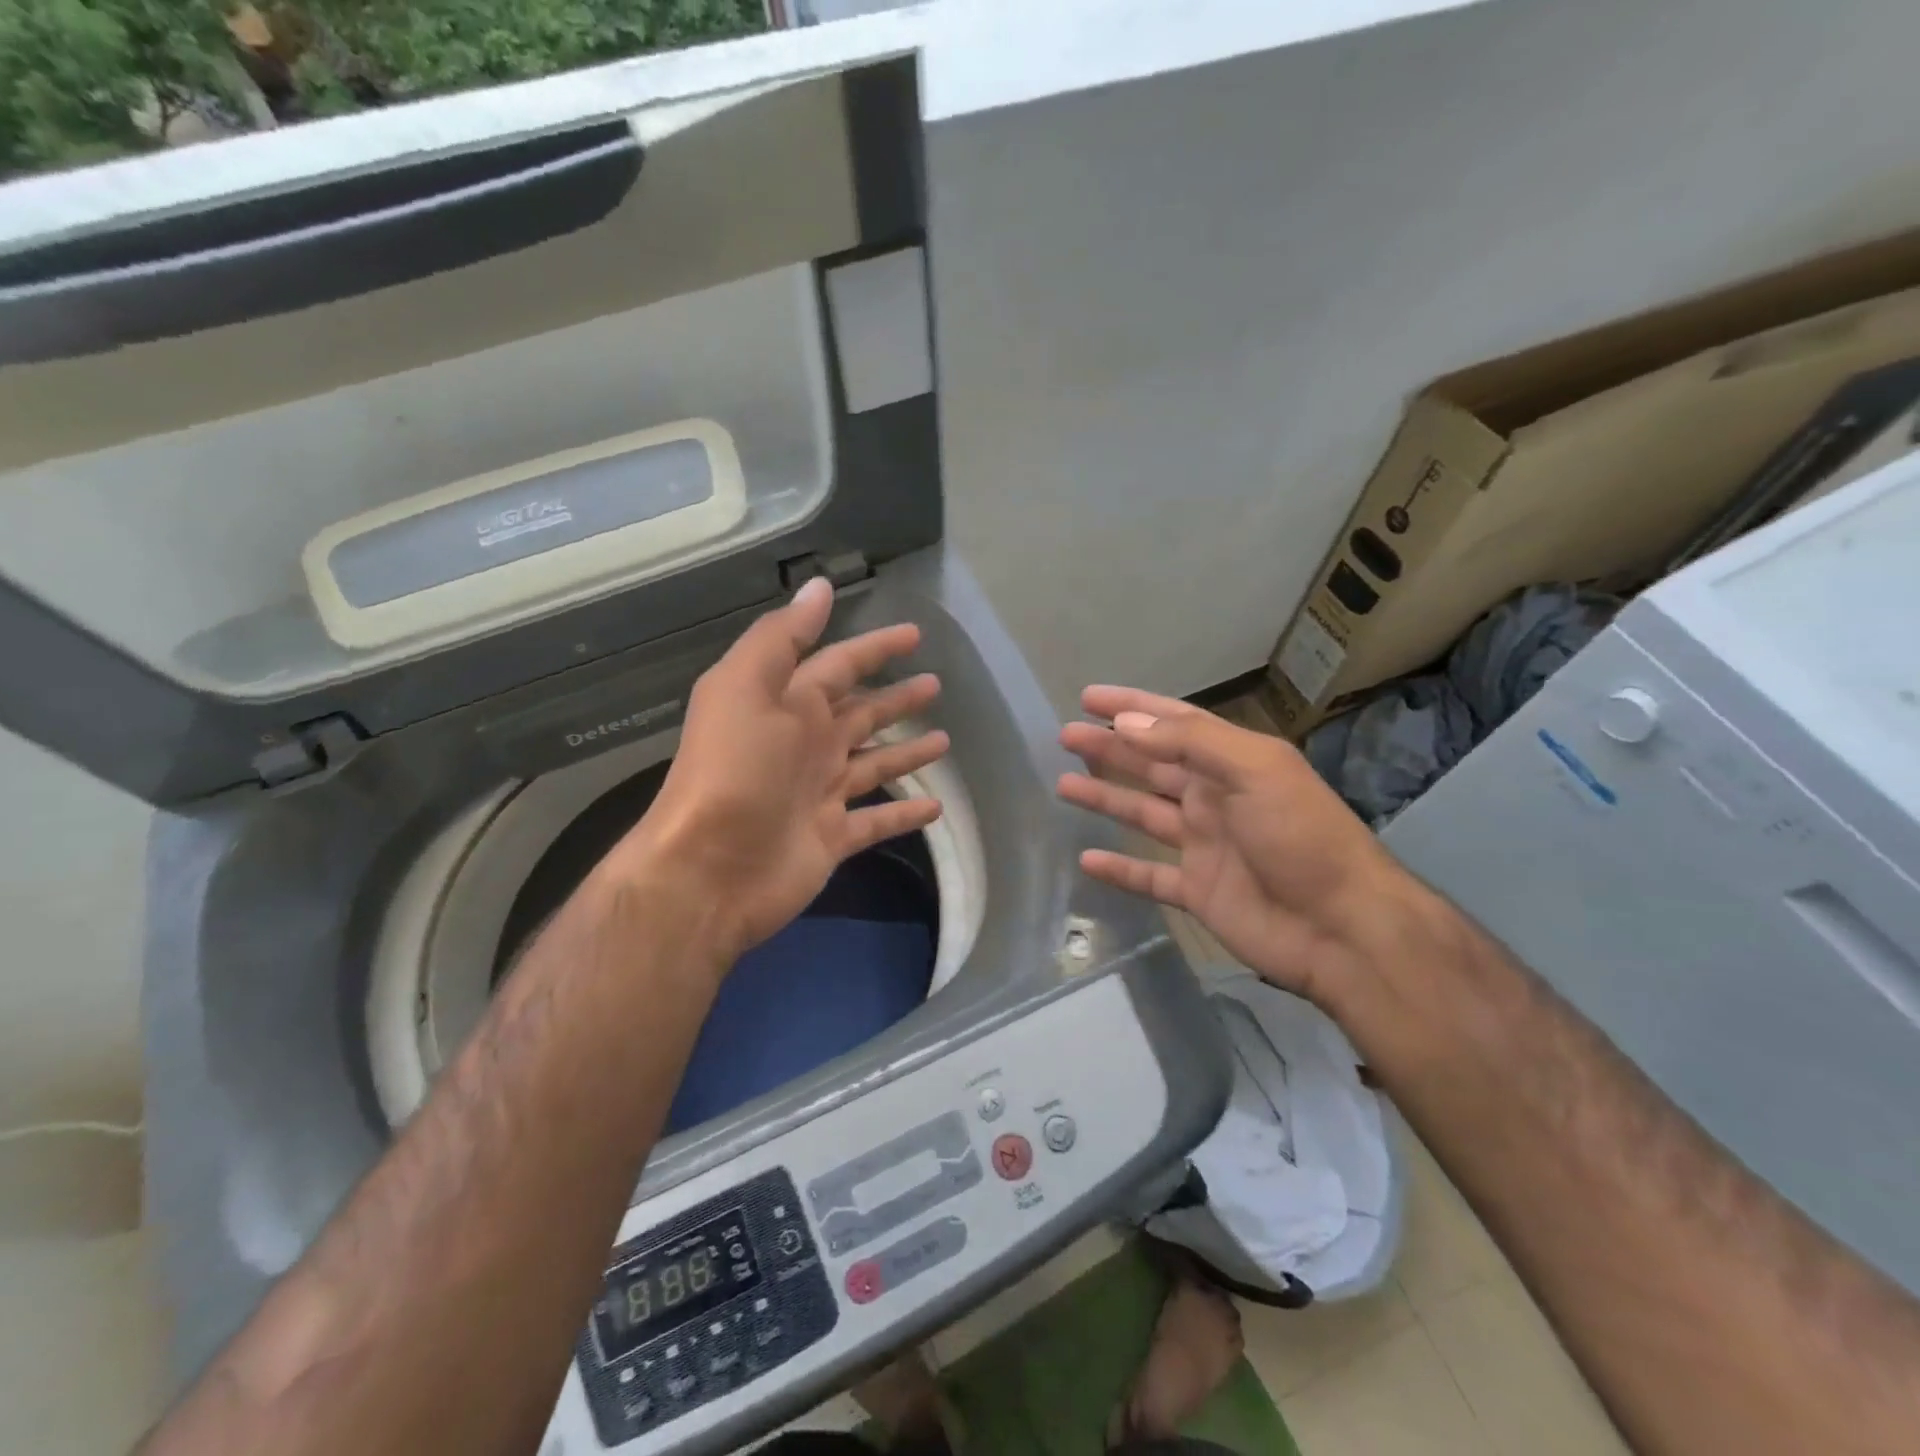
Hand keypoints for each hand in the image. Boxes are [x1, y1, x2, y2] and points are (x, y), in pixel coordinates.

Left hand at [616, 578, 947, 962]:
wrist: (708, 870)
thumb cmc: (732, 771)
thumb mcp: (747, 687)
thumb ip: (784, 638)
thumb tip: (819, 587)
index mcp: (788, 706)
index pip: (841, 665)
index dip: (875, 647)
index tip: (914, 634)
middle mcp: (805, 745)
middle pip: (860, 714)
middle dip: (896, 698)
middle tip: (935, 684)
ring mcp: (819, 794)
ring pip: (873, 765)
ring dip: (906, 752)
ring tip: (945, 740)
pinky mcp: (831, 838)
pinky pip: (877, 821)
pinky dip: (904, 815)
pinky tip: (936, 809)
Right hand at [1057, 686, 1419, 1010]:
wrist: (1342, 928)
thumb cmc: (1302, 836)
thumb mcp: (1256, 771)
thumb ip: (1192, 743)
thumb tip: (1127, 724)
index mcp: (1232, 763)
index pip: (1173, 723)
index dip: (1132, 707)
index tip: (1089, 698)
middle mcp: (1214, 798)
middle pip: (1151, 765)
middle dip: (1109, 748)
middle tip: (1065, 735)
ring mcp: (1204, 846)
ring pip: (1143, 814)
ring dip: (1105, 798)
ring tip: (1063, 784)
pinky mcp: (1198, 891)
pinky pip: (1148, 876)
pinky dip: (1119, 869)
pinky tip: (1087, 859)